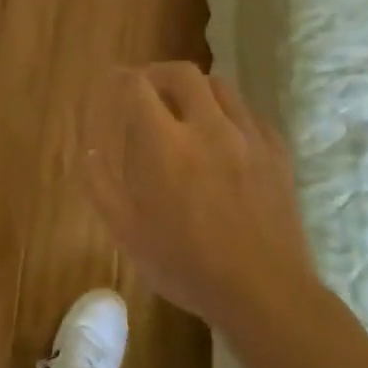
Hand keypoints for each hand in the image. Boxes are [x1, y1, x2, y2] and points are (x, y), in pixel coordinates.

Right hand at [80, 63, 314, 333]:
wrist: (266, 293)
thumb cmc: (188, 266)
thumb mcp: (128, 234)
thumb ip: (101, 187)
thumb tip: (90, 152)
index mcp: (166, 145)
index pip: (138, 87)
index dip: (120, 79)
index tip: (112, 83)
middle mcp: (208, 128)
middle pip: (182, 73)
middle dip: (158, 73)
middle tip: (147, 89)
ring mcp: (248, 137)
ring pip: (219, 87)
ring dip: (195, 89)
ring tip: (185, 109)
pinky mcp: (277, 153)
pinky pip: (249, 113)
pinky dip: (228, 113)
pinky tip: (224, 136)